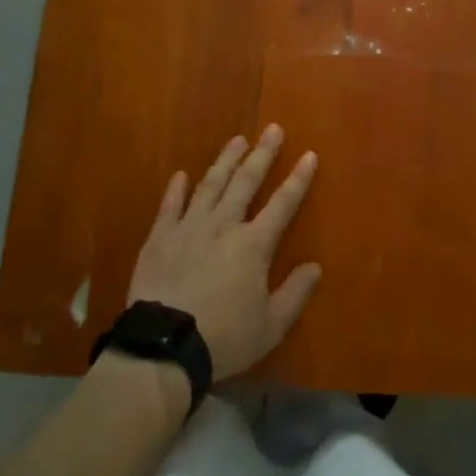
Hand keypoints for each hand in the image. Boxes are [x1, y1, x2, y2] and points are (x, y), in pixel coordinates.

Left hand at [126, 125, 322, 379]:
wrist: (165, 347)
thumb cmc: (224, 338)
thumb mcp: (271, 326)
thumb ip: (295, 294)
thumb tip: (315, 267)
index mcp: (253, 245)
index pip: (283, 203)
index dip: (298, 179)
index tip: (309, 154)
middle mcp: (223, 225)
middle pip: (246, 182)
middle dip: (262, 154)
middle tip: (272, 128)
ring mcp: (189, 227)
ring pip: (211, 185)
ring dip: (225, 161)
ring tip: (236, 140)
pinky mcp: (160, 238)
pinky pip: (170, 206)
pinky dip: (176, 189)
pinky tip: (181, 175)